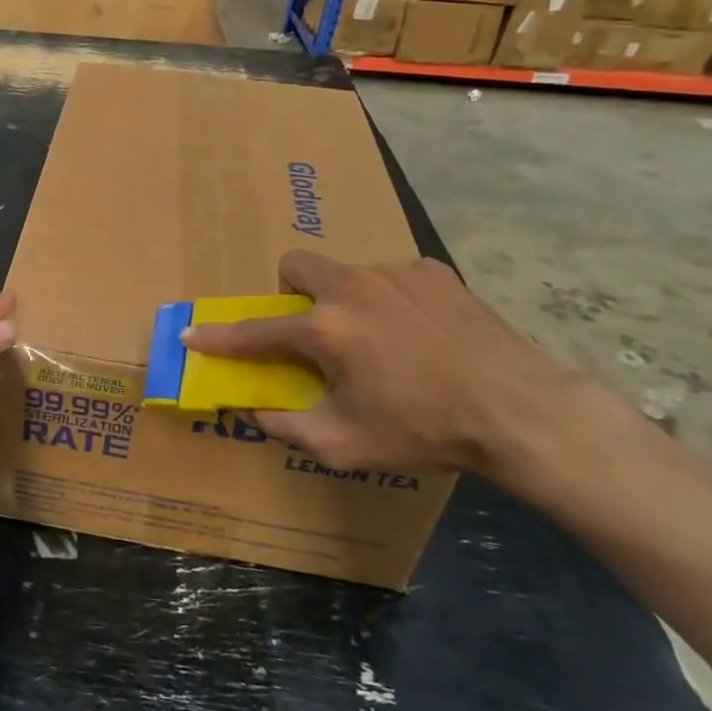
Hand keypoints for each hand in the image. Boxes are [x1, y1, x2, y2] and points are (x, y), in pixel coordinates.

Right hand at [181, 252, 606, 482]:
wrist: (520, 410)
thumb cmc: (425, 430)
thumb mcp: (345, 444)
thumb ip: (287, 425)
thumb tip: (251, 409)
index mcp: (325, 329)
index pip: (255, 331)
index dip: (218, 337)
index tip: (192, 334)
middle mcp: (352, 287)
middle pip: (296, 266)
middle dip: (291, 293)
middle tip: (314, 330)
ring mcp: (394, 273)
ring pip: (347, 273)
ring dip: (345, 300)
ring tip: (380, 340)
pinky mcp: (433, 271)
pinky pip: (392, 276)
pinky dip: (390, 299)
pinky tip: (419, 332)